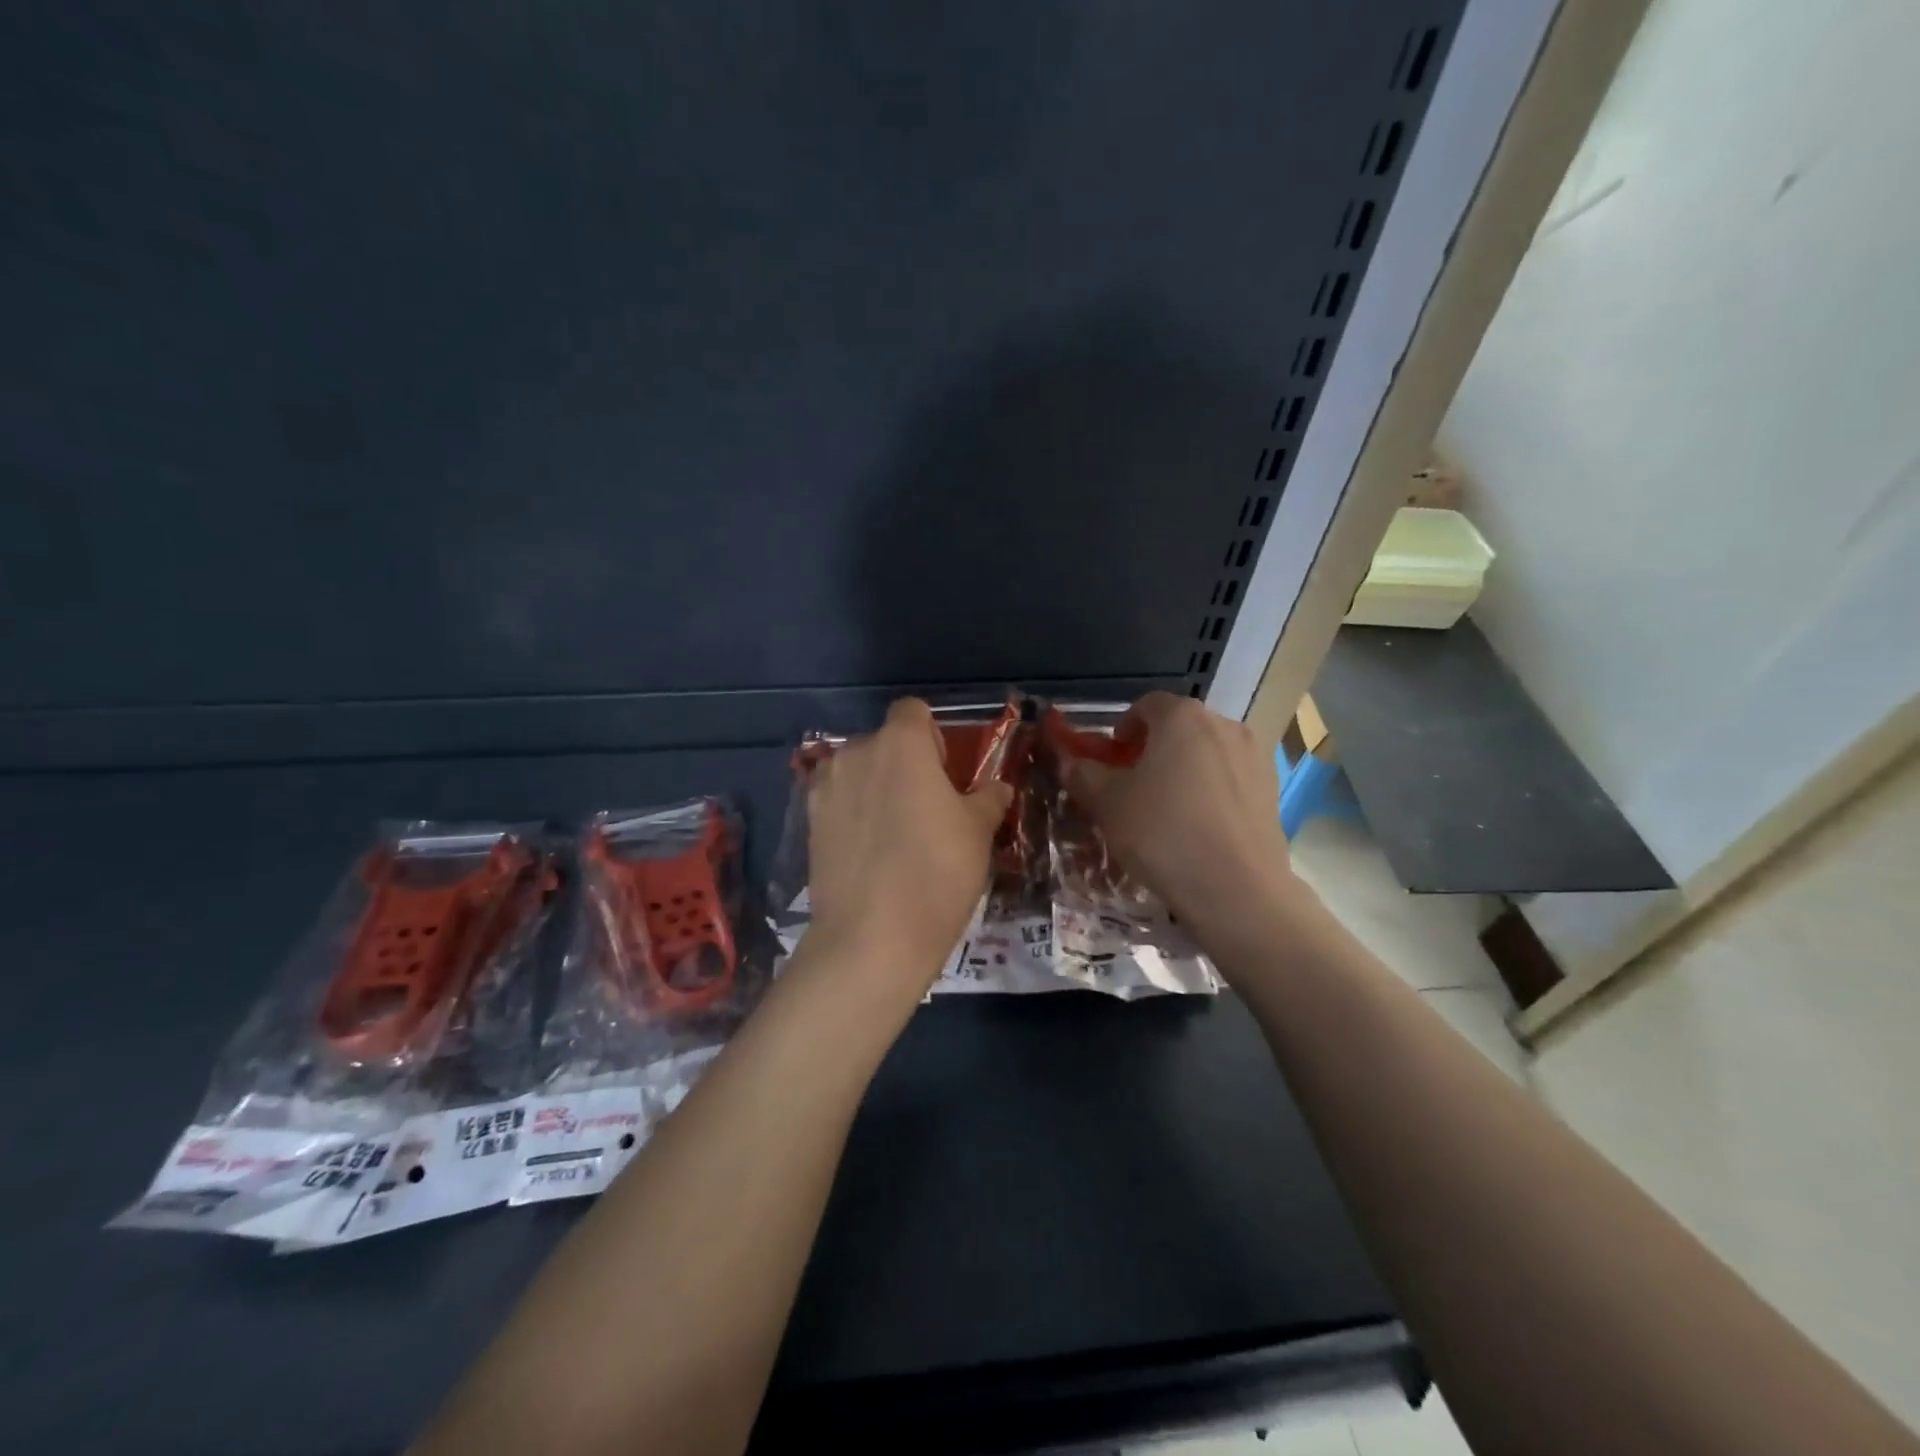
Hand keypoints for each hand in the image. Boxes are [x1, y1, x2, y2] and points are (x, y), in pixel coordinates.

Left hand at [804, 698, 1013, 994]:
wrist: (872, 937)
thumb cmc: (937, 872)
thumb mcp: (978, 832)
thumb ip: (988, 798)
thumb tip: (998, 787)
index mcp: (901, 743)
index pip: (913, 711)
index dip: (931, 735)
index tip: (944, 773)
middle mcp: (856, 752)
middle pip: (883, 742)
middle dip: (903, 764)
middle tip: (925, 808)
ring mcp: (826, 787)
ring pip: (858, 771)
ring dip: (876, 787)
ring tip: (894, 833)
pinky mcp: (809, 821)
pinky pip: (838, 801)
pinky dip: (853, 813)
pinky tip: (868, 852)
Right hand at [1063, 692, 1294, 933]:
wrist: (1236, 889)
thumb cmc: (1163, 834)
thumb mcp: (1108, 804)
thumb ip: (1085, 775)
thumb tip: (1073, 764)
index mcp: (1182, 717)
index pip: (1146, 705)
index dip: (1123, 727)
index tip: (1112, 757)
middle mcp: (1224, 725)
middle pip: (1180, 727)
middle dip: (1154, 748)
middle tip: (1134, 784)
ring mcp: (1254, 757)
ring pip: (1207, 753)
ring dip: (1184, 769)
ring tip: (1168, 809)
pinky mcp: (1272, 790)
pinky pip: (1230, 779)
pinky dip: (1211, 791)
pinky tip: (1199, 827)